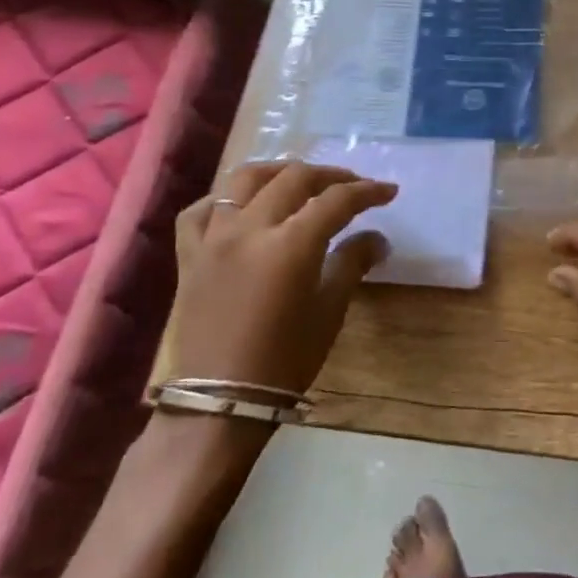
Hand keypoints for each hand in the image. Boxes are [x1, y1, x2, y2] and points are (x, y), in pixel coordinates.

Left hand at [167, 162, 397, 395]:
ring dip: (278, 172)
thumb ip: (352, 263)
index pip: (336, 200)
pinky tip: (240, 207)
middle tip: (352, 186)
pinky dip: (223, 200)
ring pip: (244, 180)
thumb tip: (377, 239)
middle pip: (294, 179)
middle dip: (330, 176)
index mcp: (290, 244)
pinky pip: (200, 212)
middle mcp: (250, 229)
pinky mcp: (189, 256)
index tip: (388, 191)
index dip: (366, 191)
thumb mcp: (329, 311)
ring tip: (299, 181)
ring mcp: (214, 239)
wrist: (218, 405)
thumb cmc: (284, 361)